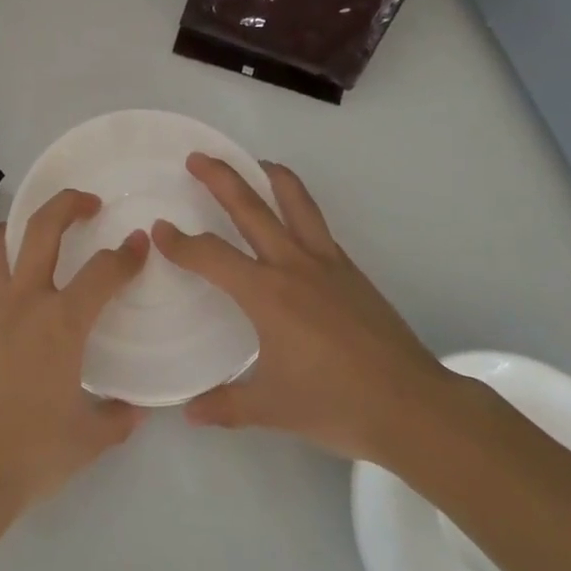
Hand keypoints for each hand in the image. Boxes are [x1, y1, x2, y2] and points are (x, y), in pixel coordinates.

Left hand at [0, 190, 148, 522]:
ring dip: (18, 226)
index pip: (102, 272)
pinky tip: (14, 292)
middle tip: (88, 202)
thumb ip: (116, 419)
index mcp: (60, 323)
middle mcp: (23, 302)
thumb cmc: (30, 453)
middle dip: (67, 204)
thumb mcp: (87, 439)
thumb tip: (132, 411)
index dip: (126, 254)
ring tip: (33, 228)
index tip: (139, 244)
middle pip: (41, 230)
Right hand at [153, 155, 453, 466]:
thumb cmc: (335, 404)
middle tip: (197, 158)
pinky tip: (293, 218)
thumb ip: (224, 405)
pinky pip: (317, 224)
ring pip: (295, 202)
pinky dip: (299, 206)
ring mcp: (327, 263)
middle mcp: (293, 265)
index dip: (181, 243)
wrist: (411, 405)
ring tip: (254, 162)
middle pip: (251, 207)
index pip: (212, 256)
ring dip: (270, 176)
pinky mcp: (350, 270)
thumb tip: (188, 411)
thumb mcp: (271, 409)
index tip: (160, 230)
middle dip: (220, 179)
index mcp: (266, 294)